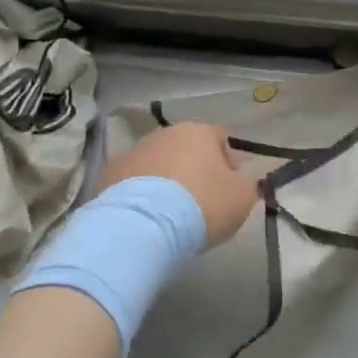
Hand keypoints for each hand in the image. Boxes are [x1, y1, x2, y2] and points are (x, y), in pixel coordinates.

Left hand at [98, 122, 259, 246]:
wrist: (143, 225)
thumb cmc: (201, 205)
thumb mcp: (242, 198)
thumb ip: (247, 184)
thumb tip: (240, 180)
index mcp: (199, 132)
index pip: (221, 141)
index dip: (229, 165)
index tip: (229, 192)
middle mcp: (165, 133)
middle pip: (187, 150)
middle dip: (194, 171)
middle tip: (200, 204)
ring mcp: (134, 151)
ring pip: (158, 164)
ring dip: (166, 181)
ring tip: (170, 214)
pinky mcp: (110, 174)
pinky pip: (134, 182)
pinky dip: (141, 195)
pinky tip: (147, 218)